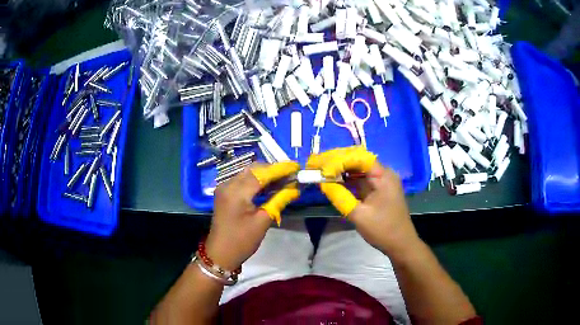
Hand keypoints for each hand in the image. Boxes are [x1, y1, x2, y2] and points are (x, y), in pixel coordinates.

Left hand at [205, 162, 300, 269]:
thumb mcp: (263, 221)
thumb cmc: (242, 241)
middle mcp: (228, 184)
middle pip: (253, 169)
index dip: (280, 169)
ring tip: (283, 179)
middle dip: (272, 170)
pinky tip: (268, 186)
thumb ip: (279, 200)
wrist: (220, 253)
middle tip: (291, 174)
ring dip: (265, 174)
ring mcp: (224, 187)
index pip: (261, 173)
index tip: (296, 167)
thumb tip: (295, 188)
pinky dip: (256, 180)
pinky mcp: (225, 192)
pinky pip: (242, 180)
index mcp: (236, 192)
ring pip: (248, 173)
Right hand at [306, 146, 418, 254]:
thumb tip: (322, 182)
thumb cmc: (383, 230)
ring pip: (357, 170)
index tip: (320, 166)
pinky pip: (359, 180)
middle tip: (316, 164)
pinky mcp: (377, 190)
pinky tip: (332, 180)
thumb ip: (340, 197)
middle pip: (357, 160)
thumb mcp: (359, 215)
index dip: (338, 159)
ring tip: (320, 170)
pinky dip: (346, 180)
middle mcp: (383, 173)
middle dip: (336, 161)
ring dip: (339, 170)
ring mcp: (380, 181)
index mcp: (383, 176)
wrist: (400, 244)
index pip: (358, 158)